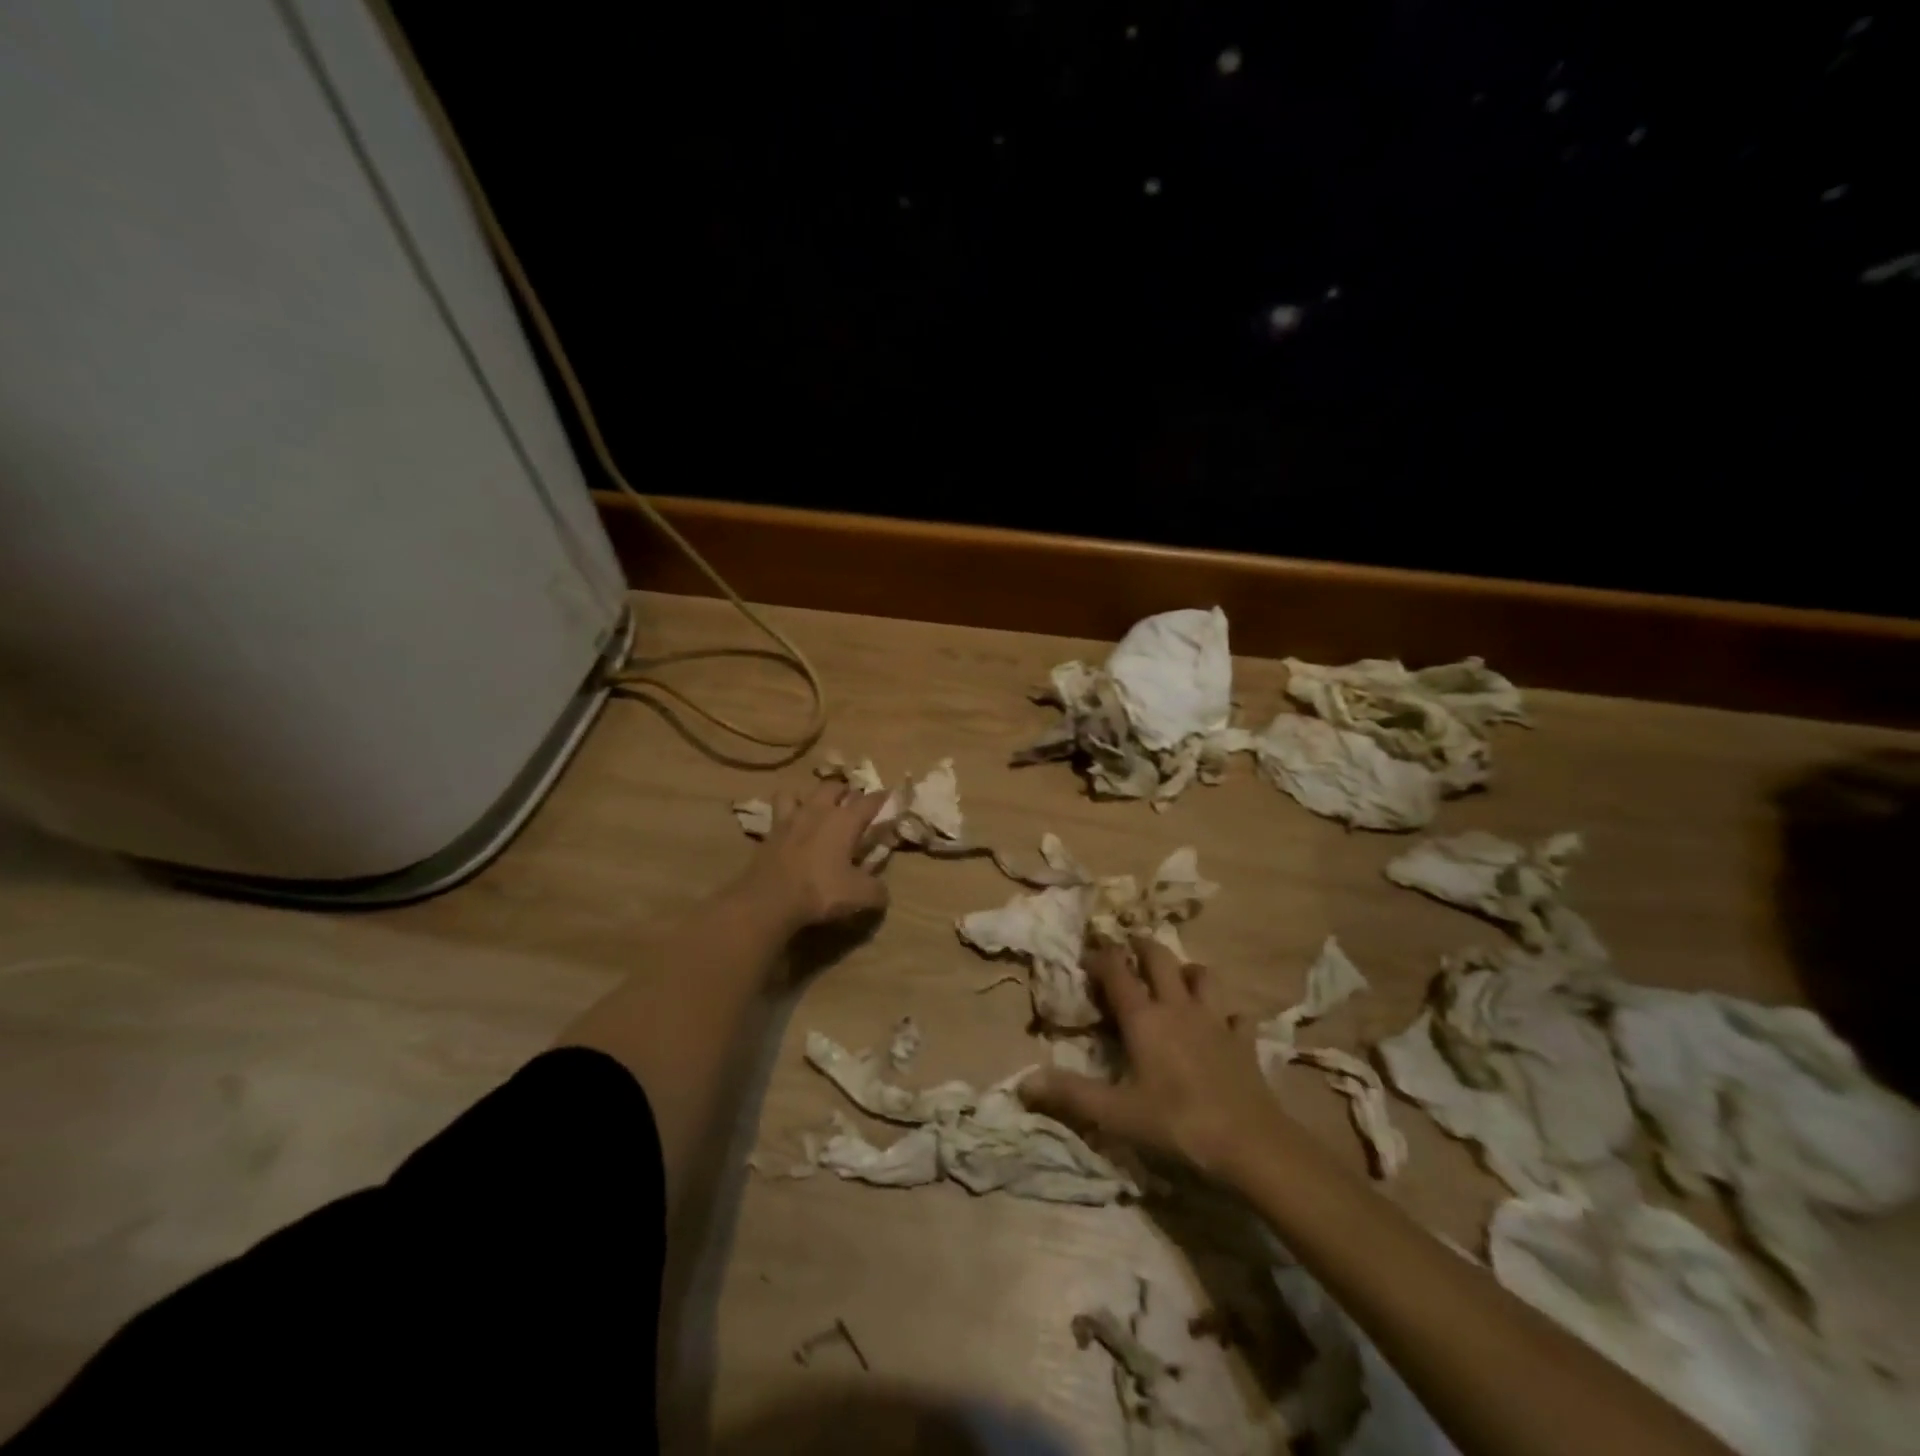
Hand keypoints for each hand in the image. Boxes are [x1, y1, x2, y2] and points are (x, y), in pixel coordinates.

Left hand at [732, 782, 889, 933]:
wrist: (769, 900)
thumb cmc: (820, 891)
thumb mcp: (859, 896)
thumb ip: (878, 891)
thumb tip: (884, 892)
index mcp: (845, 821)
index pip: (870, 800)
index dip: (883, 798)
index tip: (890, 797)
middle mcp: (819, 810)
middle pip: (835, 786)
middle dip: (847, 792)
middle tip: (853, 805)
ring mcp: (791, 817)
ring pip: (804, 791)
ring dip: (815, 796)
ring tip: (819, 808)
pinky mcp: (771, 830)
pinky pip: (780, 807)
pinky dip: (788, 808)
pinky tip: (791, 820)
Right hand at [1025, 935, 1293, 1179]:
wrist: (1251, 1145)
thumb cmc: (1177, 1124)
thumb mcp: (1116, 1114)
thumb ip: (1070, 1095)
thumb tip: (1023, 1082)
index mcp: (1144, 1018)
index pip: (1117, 970)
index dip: (1100, 956)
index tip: (1086, 957)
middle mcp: (1178, 1007)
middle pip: (1160, 958)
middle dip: (1141, 946)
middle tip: (1129, 947)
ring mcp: (1216, 1021)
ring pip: (1202, 975)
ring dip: (1186, 970)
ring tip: (1176, 978)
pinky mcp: (1244, 1041)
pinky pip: (1237, 1015)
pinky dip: (1227, 1013)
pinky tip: (1223, 1023)